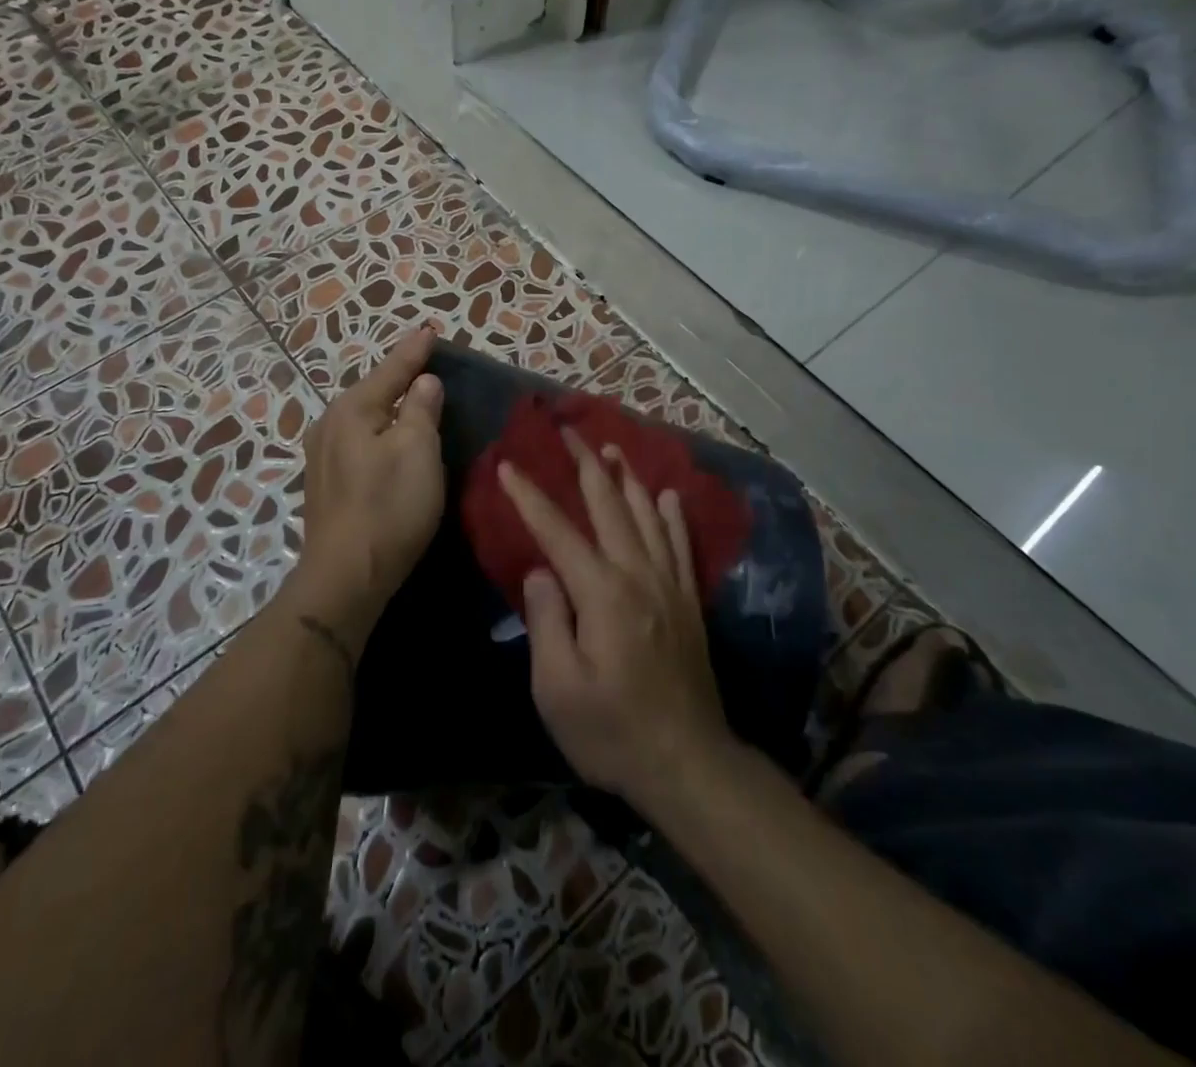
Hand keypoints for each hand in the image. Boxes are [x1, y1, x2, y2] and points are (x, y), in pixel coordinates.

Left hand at [295, 328, 444, 631]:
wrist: (345, 576)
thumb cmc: (388, 507)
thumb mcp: (417, 451)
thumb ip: (421, 409)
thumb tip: (423, 382)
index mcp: (351, 410)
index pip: (391, 370)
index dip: (414, 351)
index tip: (430, 330)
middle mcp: (329, 425)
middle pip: (372, 391)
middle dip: (399, 375)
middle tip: (426, 361)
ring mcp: (322, 456)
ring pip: (363, 417)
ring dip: (388, 405)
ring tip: (411, 395)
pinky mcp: (326, 483)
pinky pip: (358, 441)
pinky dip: (379, 431)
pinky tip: (388, 437)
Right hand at [500, 430, 731, 807]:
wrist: (688, 764)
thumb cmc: (611, 731)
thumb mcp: (557, 688)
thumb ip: (546, 621)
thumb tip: (541, 571)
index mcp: (602, 593)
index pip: (558, 532)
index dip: (530, 497)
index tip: (508, 465)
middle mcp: (638, 575)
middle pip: (609, 507)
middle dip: (584, 465)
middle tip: (569, 431)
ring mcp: (668, 586)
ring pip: (646, 516)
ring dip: (627, 478)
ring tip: (611, 448)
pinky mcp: (687, 602)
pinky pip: (679, 544)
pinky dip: (671, 515)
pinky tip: (666, 495)